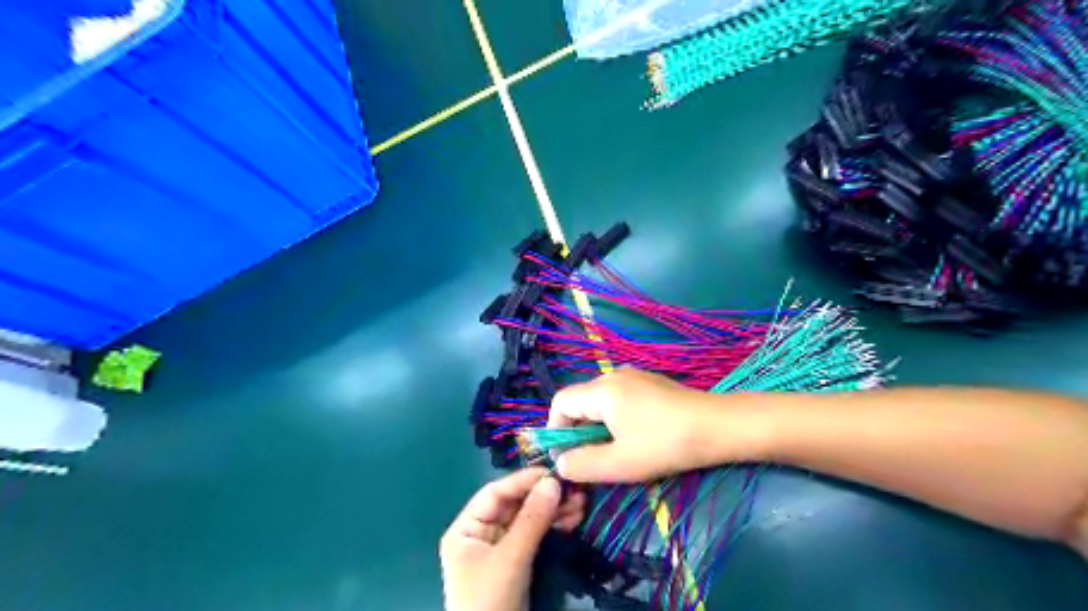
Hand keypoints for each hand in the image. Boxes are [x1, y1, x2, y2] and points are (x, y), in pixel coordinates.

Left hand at [440, 468, 586, 610]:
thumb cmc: (490, 602)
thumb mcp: (510, 559)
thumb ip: (531, 520)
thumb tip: (554, 482)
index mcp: (466, 528)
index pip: (495, 493)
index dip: (524, 480)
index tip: (553, 472)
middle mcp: (481, 533)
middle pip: (515, 505)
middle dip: (544, 496)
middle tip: (574, 488)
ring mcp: (500, 548)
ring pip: (529, 519)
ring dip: (554, 510)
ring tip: (581, 503)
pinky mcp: (517, 562)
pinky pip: (536, 536)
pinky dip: (553, 527)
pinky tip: (573, 519)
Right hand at [548, 368, 753, 481]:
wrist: (717, 426)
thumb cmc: (665, 444)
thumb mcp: (620, 463)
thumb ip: (583, 464)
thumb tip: (560, 464)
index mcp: (601, 390)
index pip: (560, 402)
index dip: (555, 429)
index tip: (566, 457)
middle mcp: (613, 376)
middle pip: (580, 401)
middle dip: (578, 431)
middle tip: (590, 460)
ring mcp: (634, 377)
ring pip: (600, 401)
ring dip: (597, 426)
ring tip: (614, 452)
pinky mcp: (651, 383)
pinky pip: (619, 399)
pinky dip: (615, 419)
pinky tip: (636, 437)